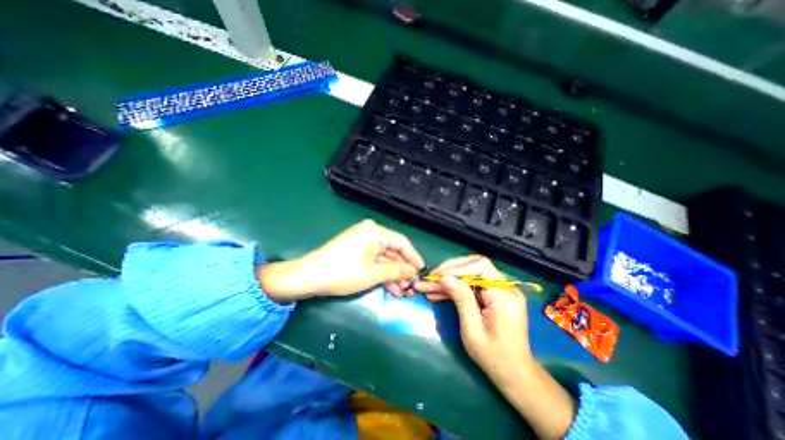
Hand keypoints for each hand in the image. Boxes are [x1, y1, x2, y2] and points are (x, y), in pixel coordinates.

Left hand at [260, 220, 423, 302]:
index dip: (413, 257)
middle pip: (392, 251)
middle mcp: (369, 233)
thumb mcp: (373, 274)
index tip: (421, 271)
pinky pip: (373, 261)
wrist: (308, 277)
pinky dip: (381, 273)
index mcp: (375, 231)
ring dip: (392, 274)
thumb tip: (413, 271)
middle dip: (402, 270)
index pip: (402, 242)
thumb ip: (396, 271)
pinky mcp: (355, 251)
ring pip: (383, 258)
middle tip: (411, 286)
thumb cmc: (343, 272)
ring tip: (402, 291)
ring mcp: (361, 242)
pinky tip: (389, 287)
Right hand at [416, 256, 533, 382]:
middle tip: (429, 279)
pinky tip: (437, 294)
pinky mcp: (493, 296)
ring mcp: (500, 291)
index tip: (437, 276)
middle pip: (474, 267)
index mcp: (504, 295)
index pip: (481, 266)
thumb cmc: (494, 357)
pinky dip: (455, 289)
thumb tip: (444, 277)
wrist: (515, 374)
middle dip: (449, 271)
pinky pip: (472, 286)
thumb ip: (461, 299)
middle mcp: (505, 288)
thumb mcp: (472, 329)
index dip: (457, 268)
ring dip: (448, 280)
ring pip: (470, 275)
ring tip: (427, 286)